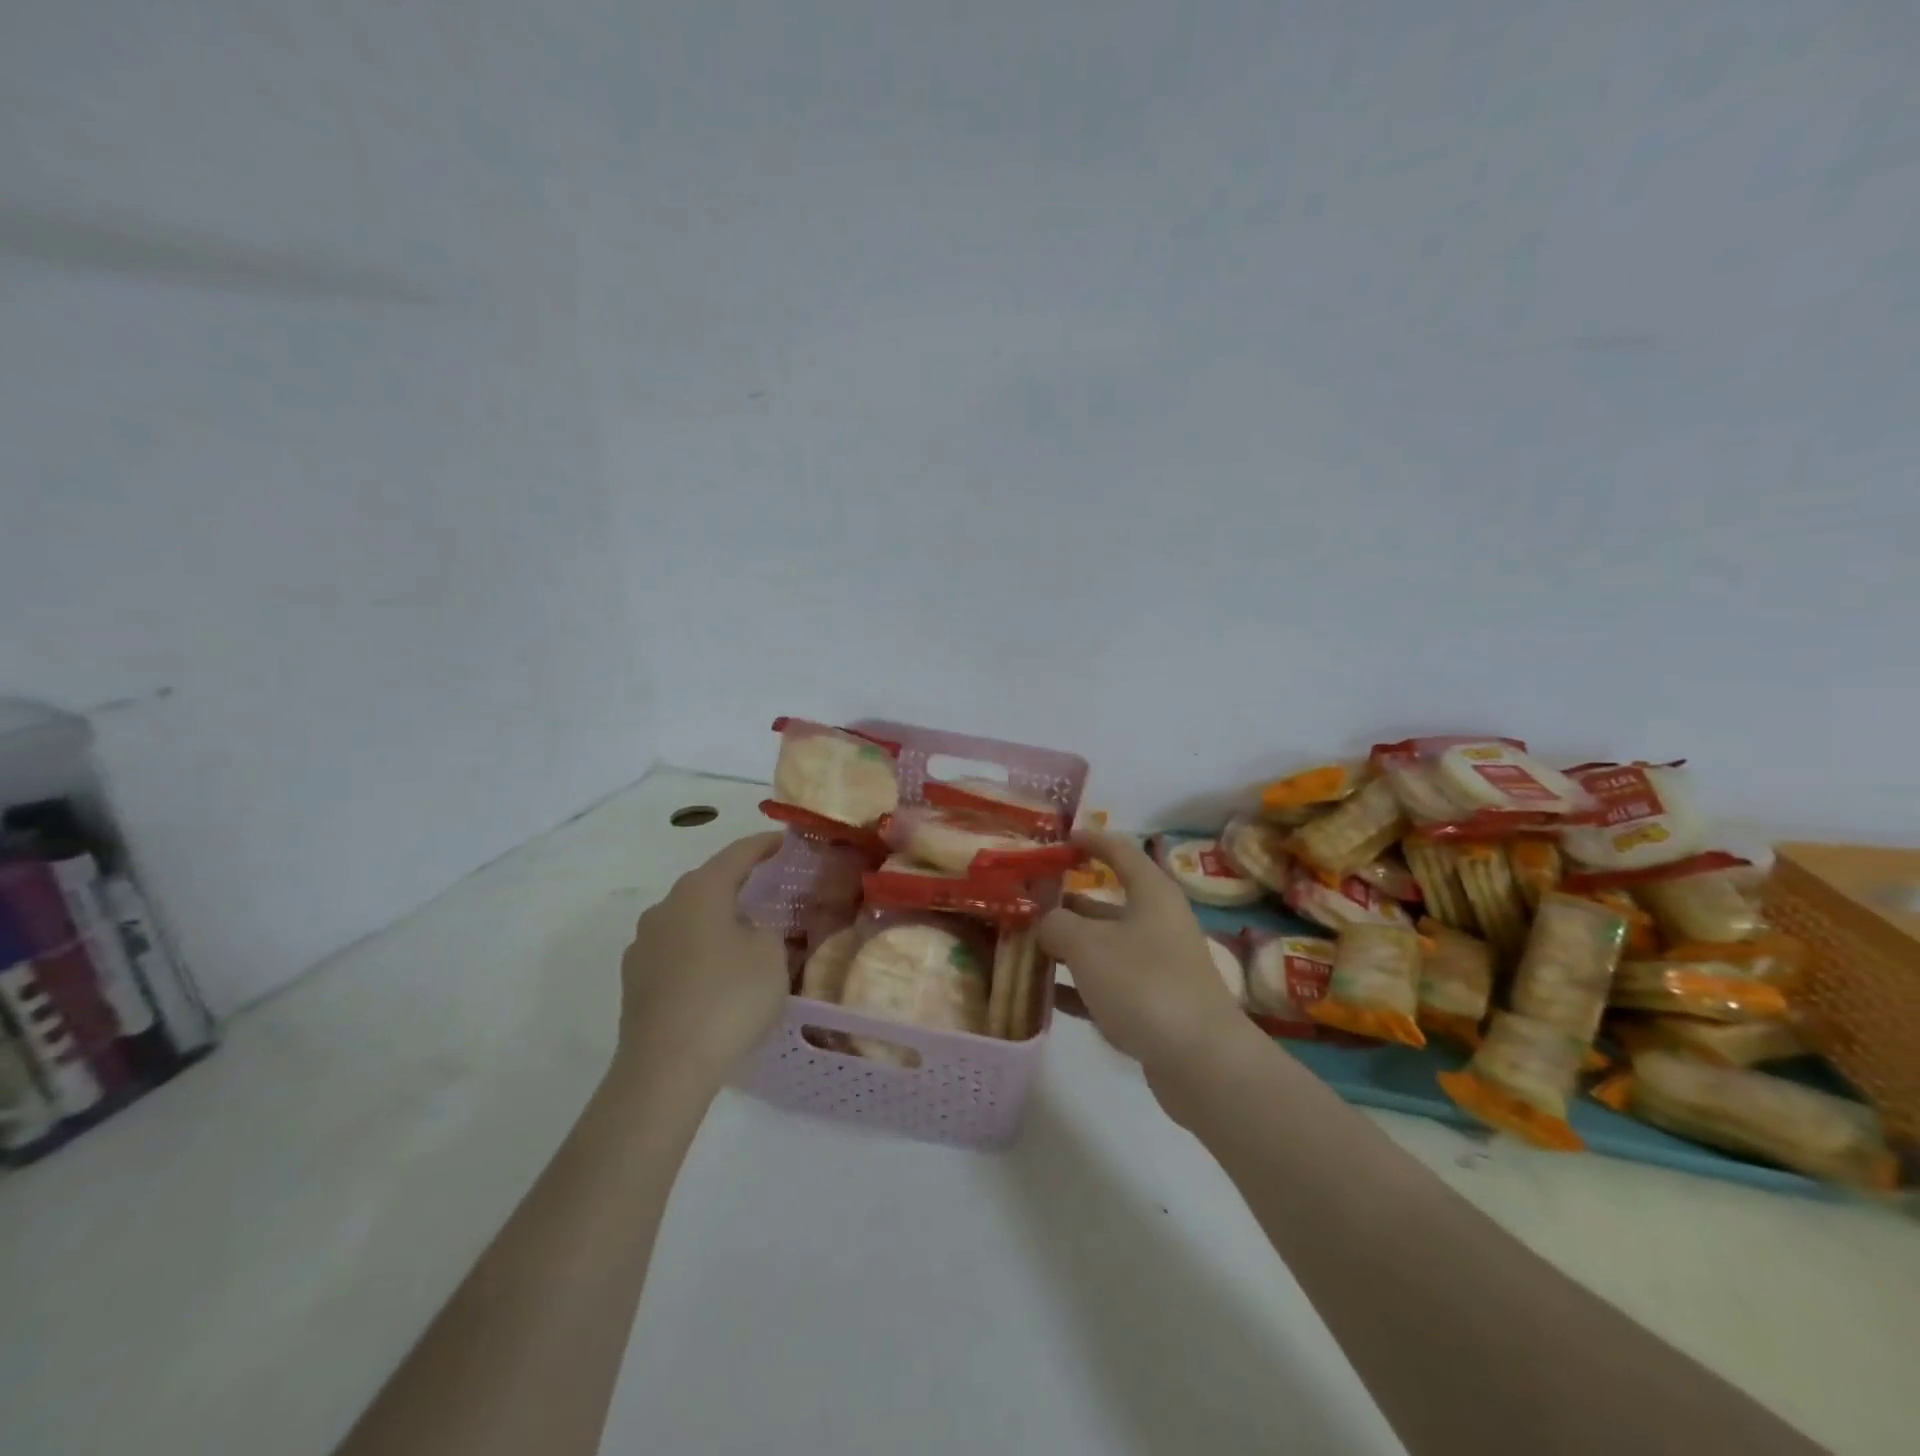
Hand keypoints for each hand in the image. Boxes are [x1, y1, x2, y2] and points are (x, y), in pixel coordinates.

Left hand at [613, 832, 787, 1085]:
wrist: (665, 1067)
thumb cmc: (728, 998)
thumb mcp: (771, 956)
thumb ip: (766, 930)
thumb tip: (748, 930)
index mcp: (700, 891)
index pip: (737, 854)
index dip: (763, 845)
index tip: (783, 840)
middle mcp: (665, 907)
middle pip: (707, 884)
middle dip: (737, 883)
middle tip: (767, 887)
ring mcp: (643, 944)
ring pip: (688, 918)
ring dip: (715, 919)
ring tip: (743, 935)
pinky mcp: (635, 979)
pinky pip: (675, 949)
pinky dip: (698, 950)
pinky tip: (715, 973)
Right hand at [1040, 830, 1255, 1083]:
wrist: (1202, 1061)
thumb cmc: (1144, 984)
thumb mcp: (1088, 945)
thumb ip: (1057, 925)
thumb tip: (1046, 923)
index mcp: (1151, 894)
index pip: (1120, 852)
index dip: (1091, 841)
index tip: (1061, 837)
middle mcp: (1156, 923)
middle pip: (1104, 903)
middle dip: (1064, 903)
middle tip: (1023, 904)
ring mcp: (1156, 966)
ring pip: (1102, 947)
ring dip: (1065, 948)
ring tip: (1022, 949)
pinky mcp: (1152, 1006)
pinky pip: (1106, 986)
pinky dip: (1077, 987)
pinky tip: (1044, 996)